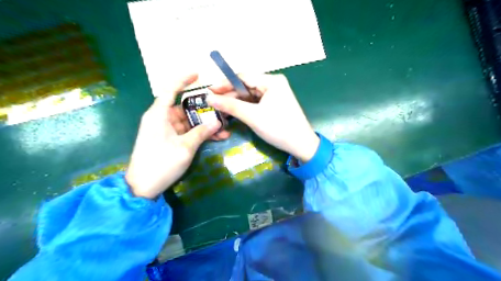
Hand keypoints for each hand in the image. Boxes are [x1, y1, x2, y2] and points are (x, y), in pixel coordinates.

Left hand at [124, 73, 219, 198]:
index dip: (183, 80)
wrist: (143, 187)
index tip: (197, 74)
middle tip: (222, 111)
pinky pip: (187, 132)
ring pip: (189, 122)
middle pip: (185, 108)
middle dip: (204, 111)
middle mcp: (161, 119)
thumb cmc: (161, 163)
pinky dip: (199, 134)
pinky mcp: (170, 140)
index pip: (170, 90)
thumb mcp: (185, 147)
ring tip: (224, 129)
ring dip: (205, 125)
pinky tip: (216, 137)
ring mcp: (166, 130)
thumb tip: (217, 122)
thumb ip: (201, 132)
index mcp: (158, 115)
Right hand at [208, 73, 320, 161]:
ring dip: (236, 101)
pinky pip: (256, 102)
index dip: (224, 83)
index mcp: (271, 81)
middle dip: (230, 94)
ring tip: (220, 108)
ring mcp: (275, 94)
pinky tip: (234, 111)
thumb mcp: (253, 116)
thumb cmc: (278, 128)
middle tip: (212, 102)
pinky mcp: (274, 104)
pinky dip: (245, 107)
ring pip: (250, 95)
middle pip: (246, 86)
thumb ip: (231, 106)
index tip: (209, 91)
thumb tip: (209, 98)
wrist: (301, 145)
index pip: (243, 77)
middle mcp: (273, 84)